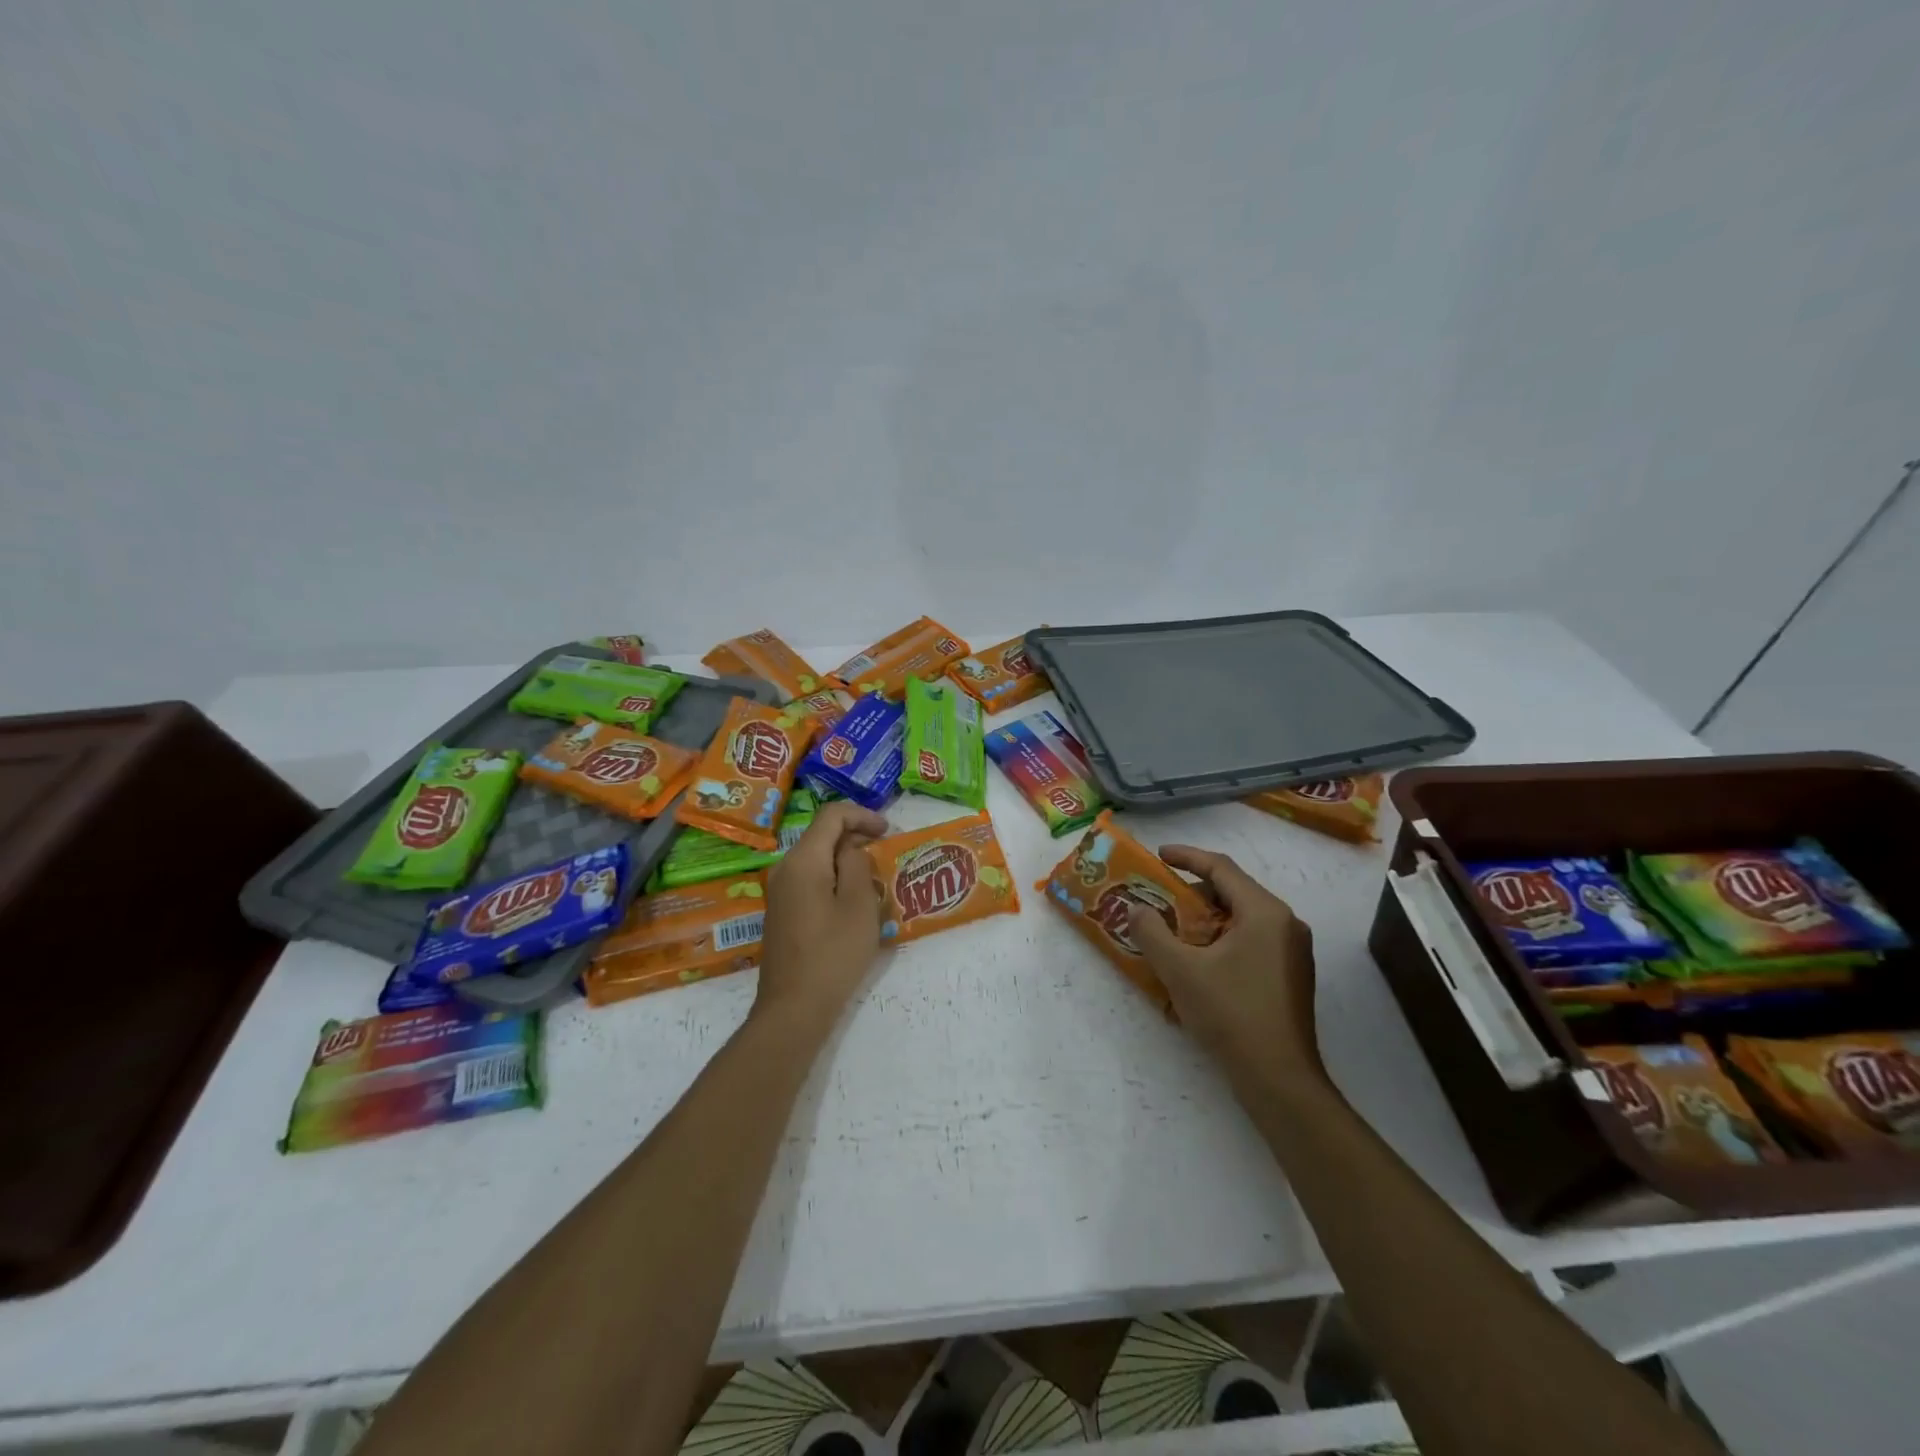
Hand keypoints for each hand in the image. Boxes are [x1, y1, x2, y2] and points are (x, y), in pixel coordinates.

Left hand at [756, 801, 888, 1032]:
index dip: (862, 815)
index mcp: (803, 860)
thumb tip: (851, 850)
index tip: (888, 831)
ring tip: (875, 878)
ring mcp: (780, 892)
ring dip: (845, 860)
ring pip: (816, 859)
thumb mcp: (859, 905)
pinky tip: (853, 902)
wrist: (793, 1008)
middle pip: (821, 835)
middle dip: (855, 836)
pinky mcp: (782, 912)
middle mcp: (785, 869)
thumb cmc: (833, 954)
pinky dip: (833, 878)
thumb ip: (857, 865)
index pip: (831, 816)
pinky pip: (810, 880)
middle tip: (886, 853)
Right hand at [1128, 846, 1325, 1094]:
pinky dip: (1221, 940)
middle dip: (1193, 892)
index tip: (1158, 856)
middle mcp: (1285, 923)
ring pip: (1242, 919)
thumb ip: (1152, 932)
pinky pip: (1251, 941)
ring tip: (1173, 931)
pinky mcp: (1290, 976)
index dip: (1186, 857)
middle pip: (1233, 891)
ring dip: (1205, 919)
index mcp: (1264, 912)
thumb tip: (1135, 909)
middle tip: (1159, 899)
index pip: (1221, 868)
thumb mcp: (1180, 970)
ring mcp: (1292, 951)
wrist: (1279, 1080)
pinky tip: (1198, 962)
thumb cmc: (1231, 1014)